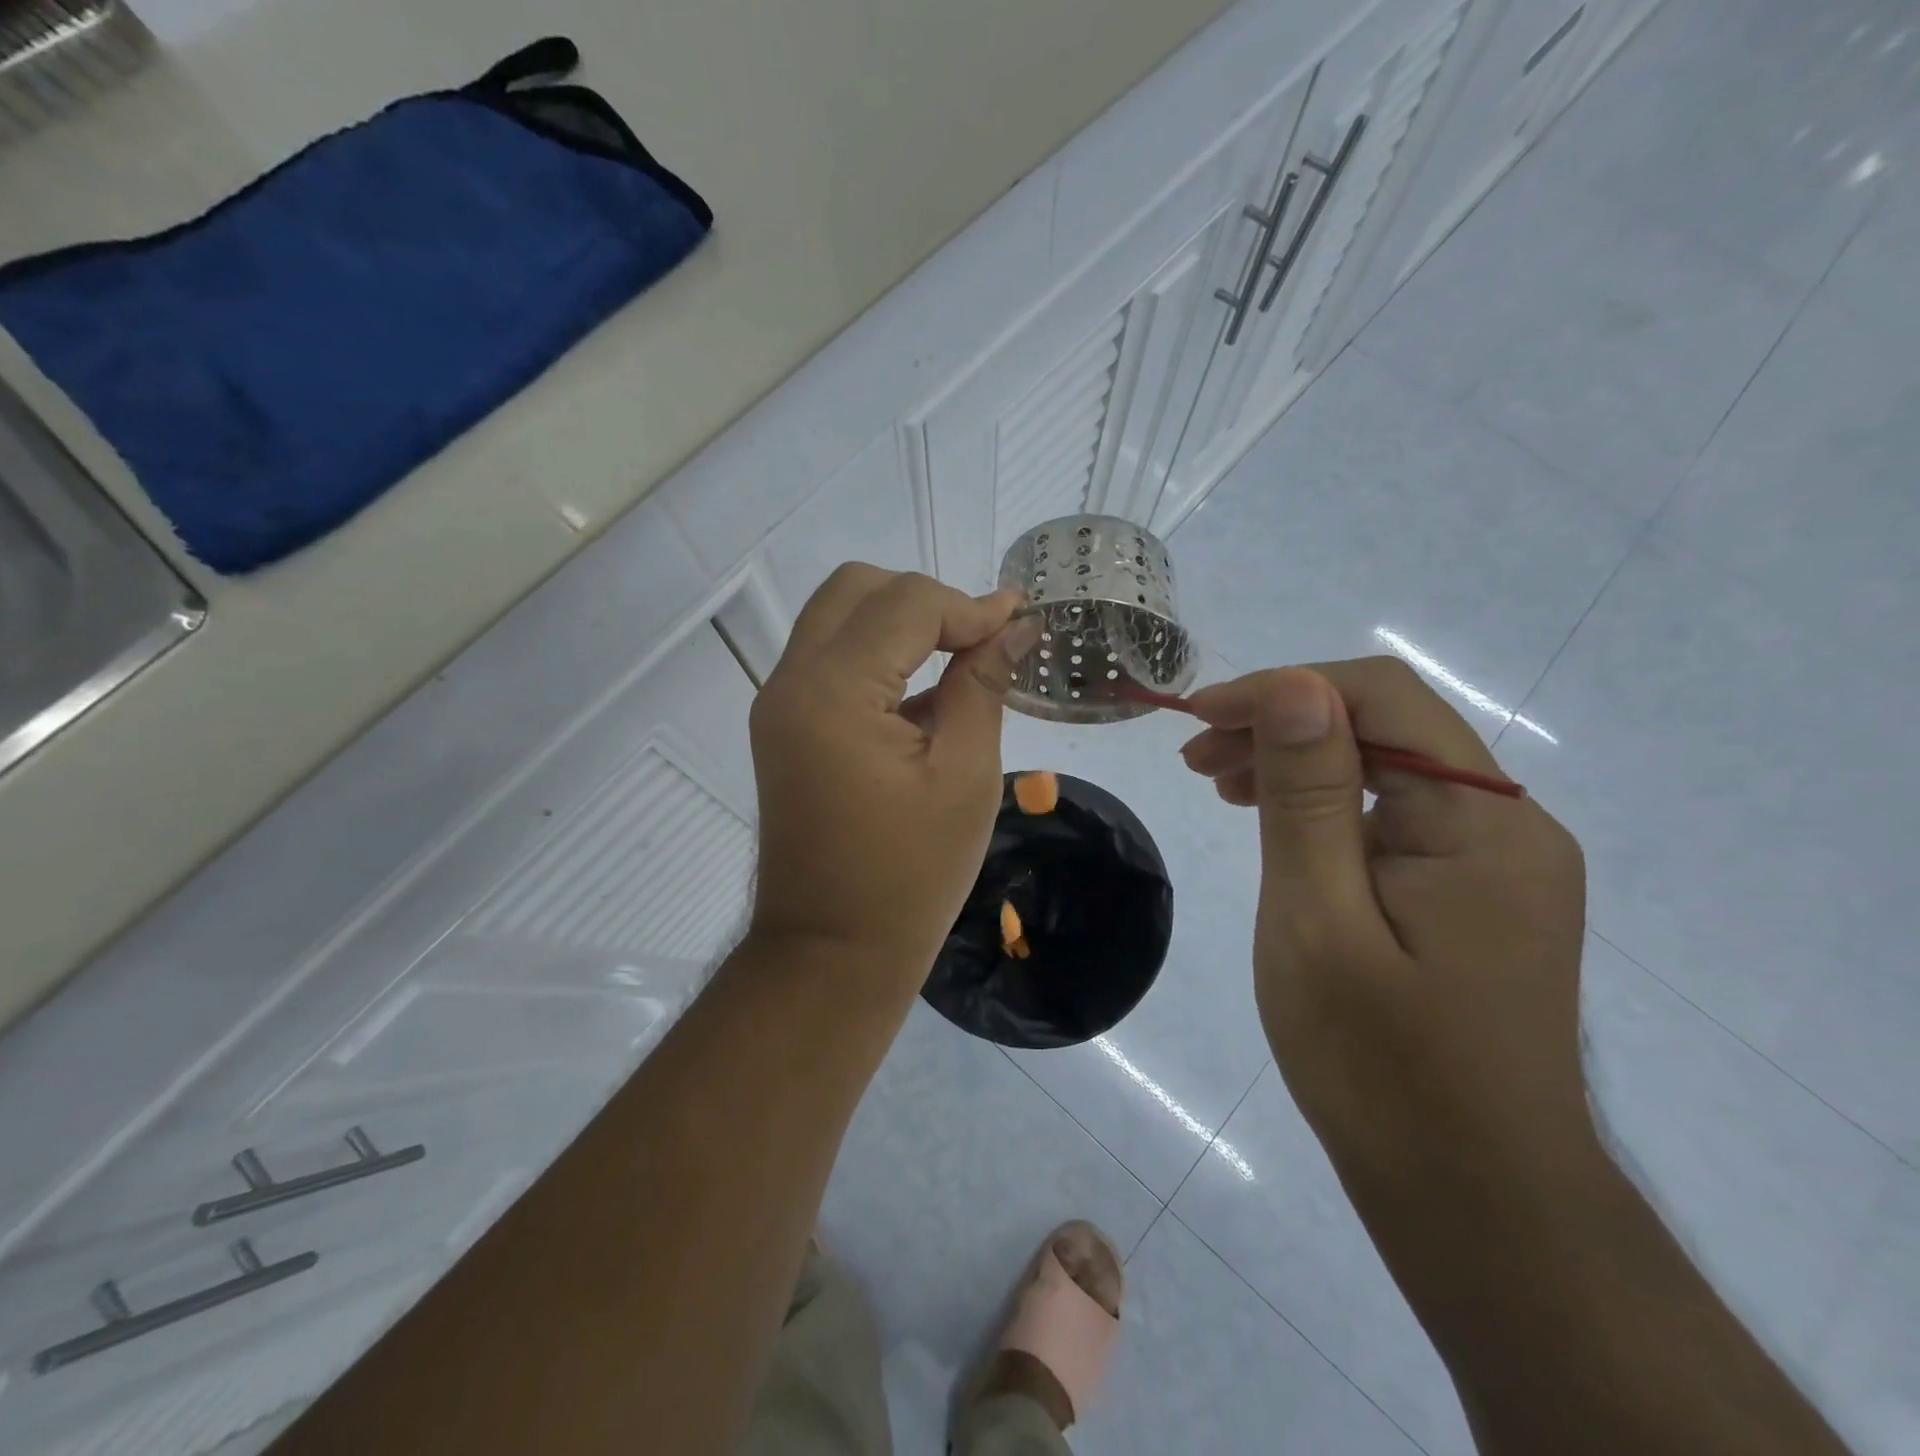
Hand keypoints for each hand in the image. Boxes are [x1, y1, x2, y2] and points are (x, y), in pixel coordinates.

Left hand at [747, 565, 1038, 980]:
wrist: (833, 951)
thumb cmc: (910, 874)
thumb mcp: (964, 774)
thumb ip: (983, 685)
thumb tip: (1014, 626)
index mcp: (833, 691)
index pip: (905, 603)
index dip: (969, 606)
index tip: (1020, 623)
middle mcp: (791, 681)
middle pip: (857, 589)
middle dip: (926, 601)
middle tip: (980, 641)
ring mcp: (778, 703)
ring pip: (838, 617)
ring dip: (899, 623)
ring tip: (959, 660)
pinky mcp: (783, 726)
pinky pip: (830, 659)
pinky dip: (876, 655)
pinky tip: (922, 695)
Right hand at [1180, 658, 1592, 1194]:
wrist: (1474, 1200)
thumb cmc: (1380, 1067)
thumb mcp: (1318, 921)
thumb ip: (1306, 797)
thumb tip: (1294, 686)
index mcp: (1482, 824)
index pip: (1381, 698)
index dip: (1281, 689)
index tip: (1198, 718)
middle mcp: (1508, 826)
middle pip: (1387, 726)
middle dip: (1283, 724)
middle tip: (1196, 757)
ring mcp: (1499, 862)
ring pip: (1388, 769)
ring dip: (1299, 761)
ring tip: (1220, 783)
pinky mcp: (1478, 894)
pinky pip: (1397, 817)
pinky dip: (1327, 805)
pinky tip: (1278, 824)